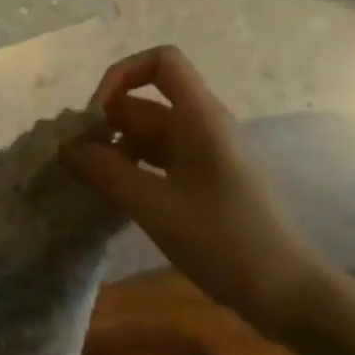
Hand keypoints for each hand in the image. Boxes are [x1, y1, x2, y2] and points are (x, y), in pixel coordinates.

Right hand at [61, 46, 343, 340]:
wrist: (288, 292)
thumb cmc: (224, 240)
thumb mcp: (155, 206)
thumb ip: (106, 172)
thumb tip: (65, 147)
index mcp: (200, 117)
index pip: (160, 62)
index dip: (121, 76)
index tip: (94, 117)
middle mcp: (202, 126)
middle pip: (145, 103)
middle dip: (106, 124)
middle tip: (74, 162)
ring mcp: (204, 156)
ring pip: (148, 135)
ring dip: (115, 151)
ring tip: (86, 183)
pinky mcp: (203, 183)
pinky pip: (158, 162)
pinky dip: (131, 171)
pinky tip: (111, 198)